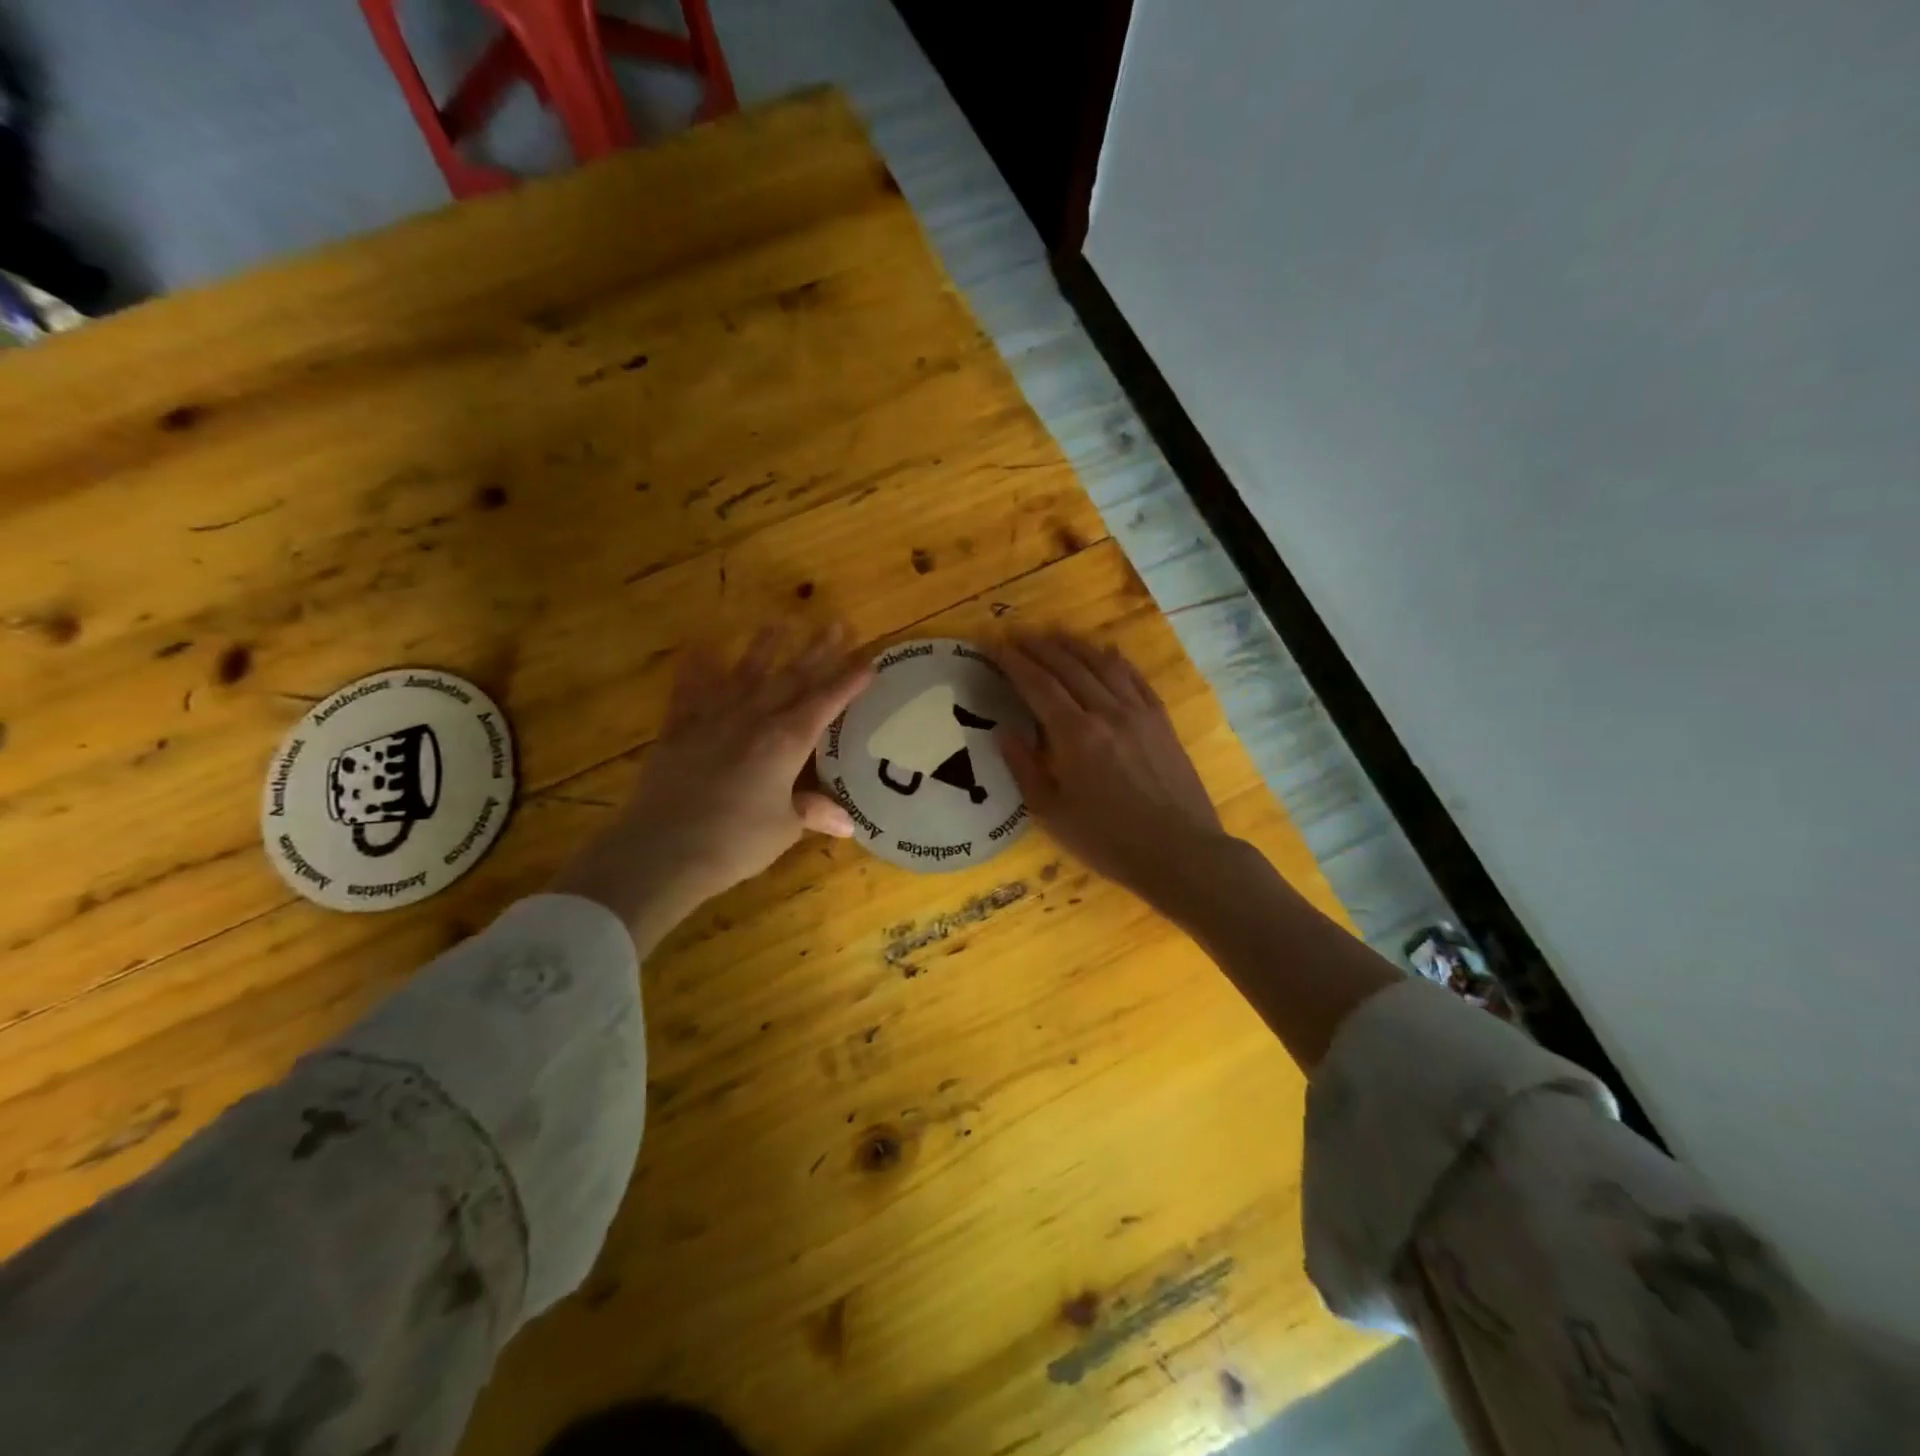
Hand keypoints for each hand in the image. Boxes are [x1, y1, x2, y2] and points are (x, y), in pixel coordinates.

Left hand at [552, 625, 871, 947]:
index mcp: (786, 742)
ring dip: (764, 647)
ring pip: (745, 673)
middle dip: (818, 651)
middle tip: (837, 624)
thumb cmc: (734, 842)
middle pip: (792, 679)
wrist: (662, 850)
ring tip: (780, 621)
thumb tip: (847, 823)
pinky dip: (696, 668)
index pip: (826, 703)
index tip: (869, 660)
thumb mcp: (783, 829)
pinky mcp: (678, 729)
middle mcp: (753, 719)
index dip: (849, 681)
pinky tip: (701, 647)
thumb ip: (813, 813)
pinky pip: (690, 690)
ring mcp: (713, 719)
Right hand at [998, 631, 1226, 903]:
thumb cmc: (1108, 841)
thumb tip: (1004, 733)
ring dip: (1075, 646)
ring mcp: (1139, 713)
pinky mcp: (1161, 721)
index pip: (1038, 685)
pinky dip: (1117, 661)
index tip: (995, 645)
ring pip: (1103, 665)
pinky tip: (1107, 652)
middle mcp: (1106, 712)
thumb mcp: (1053, 814)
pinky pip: (1136, 679)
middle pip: (1069, 667)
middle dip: (1040, 648)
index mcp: (1075, 735)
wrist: (1179, 852)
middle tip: (1018, 635)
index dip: (1014, 663)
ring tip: (1055, 635)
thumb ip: (1025, 769)